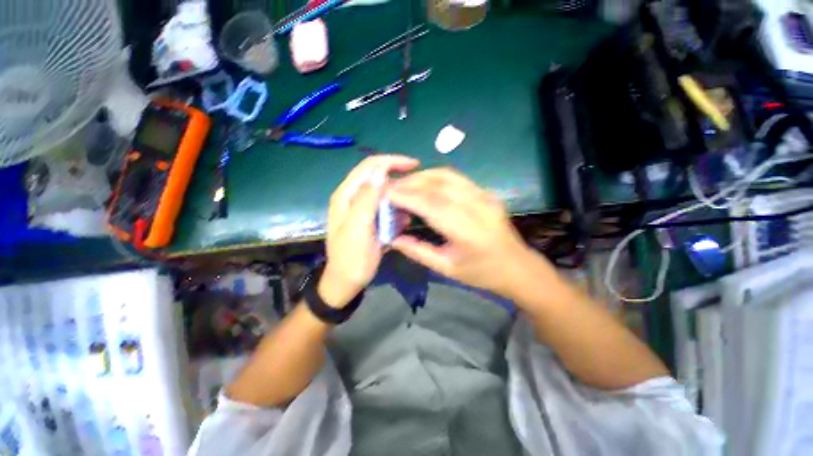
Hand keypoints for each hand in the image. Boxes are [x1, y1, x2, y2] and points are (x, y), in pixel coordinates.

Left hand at [319, 155, 419, 307]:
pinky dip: (396, 209)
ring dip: (399, 196)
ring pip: (383, 192)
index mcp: (346, 195)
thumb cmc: (351, 258)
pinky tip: (404, 220)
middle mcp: (352, 196)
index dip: (392, 161)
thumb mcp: (357, 230)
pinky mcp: (368, 217)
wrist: (346, 281)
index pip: (370, 166)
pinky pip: (385, 206)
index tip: (415, 165)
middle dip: (399, 179)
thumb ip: (366, 200)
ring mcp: (360, 207)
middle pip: (377, 176)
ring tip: (411, 208)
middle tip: (418, 189)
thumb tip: (380, 172)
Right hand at [387, 168, 555, 297]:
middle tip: (390, 188)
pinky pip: (456, 177)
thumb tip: (393, 238)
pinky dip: (435, 177)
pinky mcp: (486, 192)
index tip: (386, 194)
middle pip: (438, 184)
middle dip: (410, 183)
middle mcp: (477, 207)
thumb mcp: (447, 268)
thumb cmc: (481, 273)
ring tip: (404, 185)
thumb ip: (418, 251)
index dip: (407, 196)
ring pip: (447, 175)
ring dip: (421, 176)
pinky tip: (424, 184)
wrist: (517, 266)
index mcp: (468, 231)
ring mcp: (484, 195)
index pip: (431, 205)